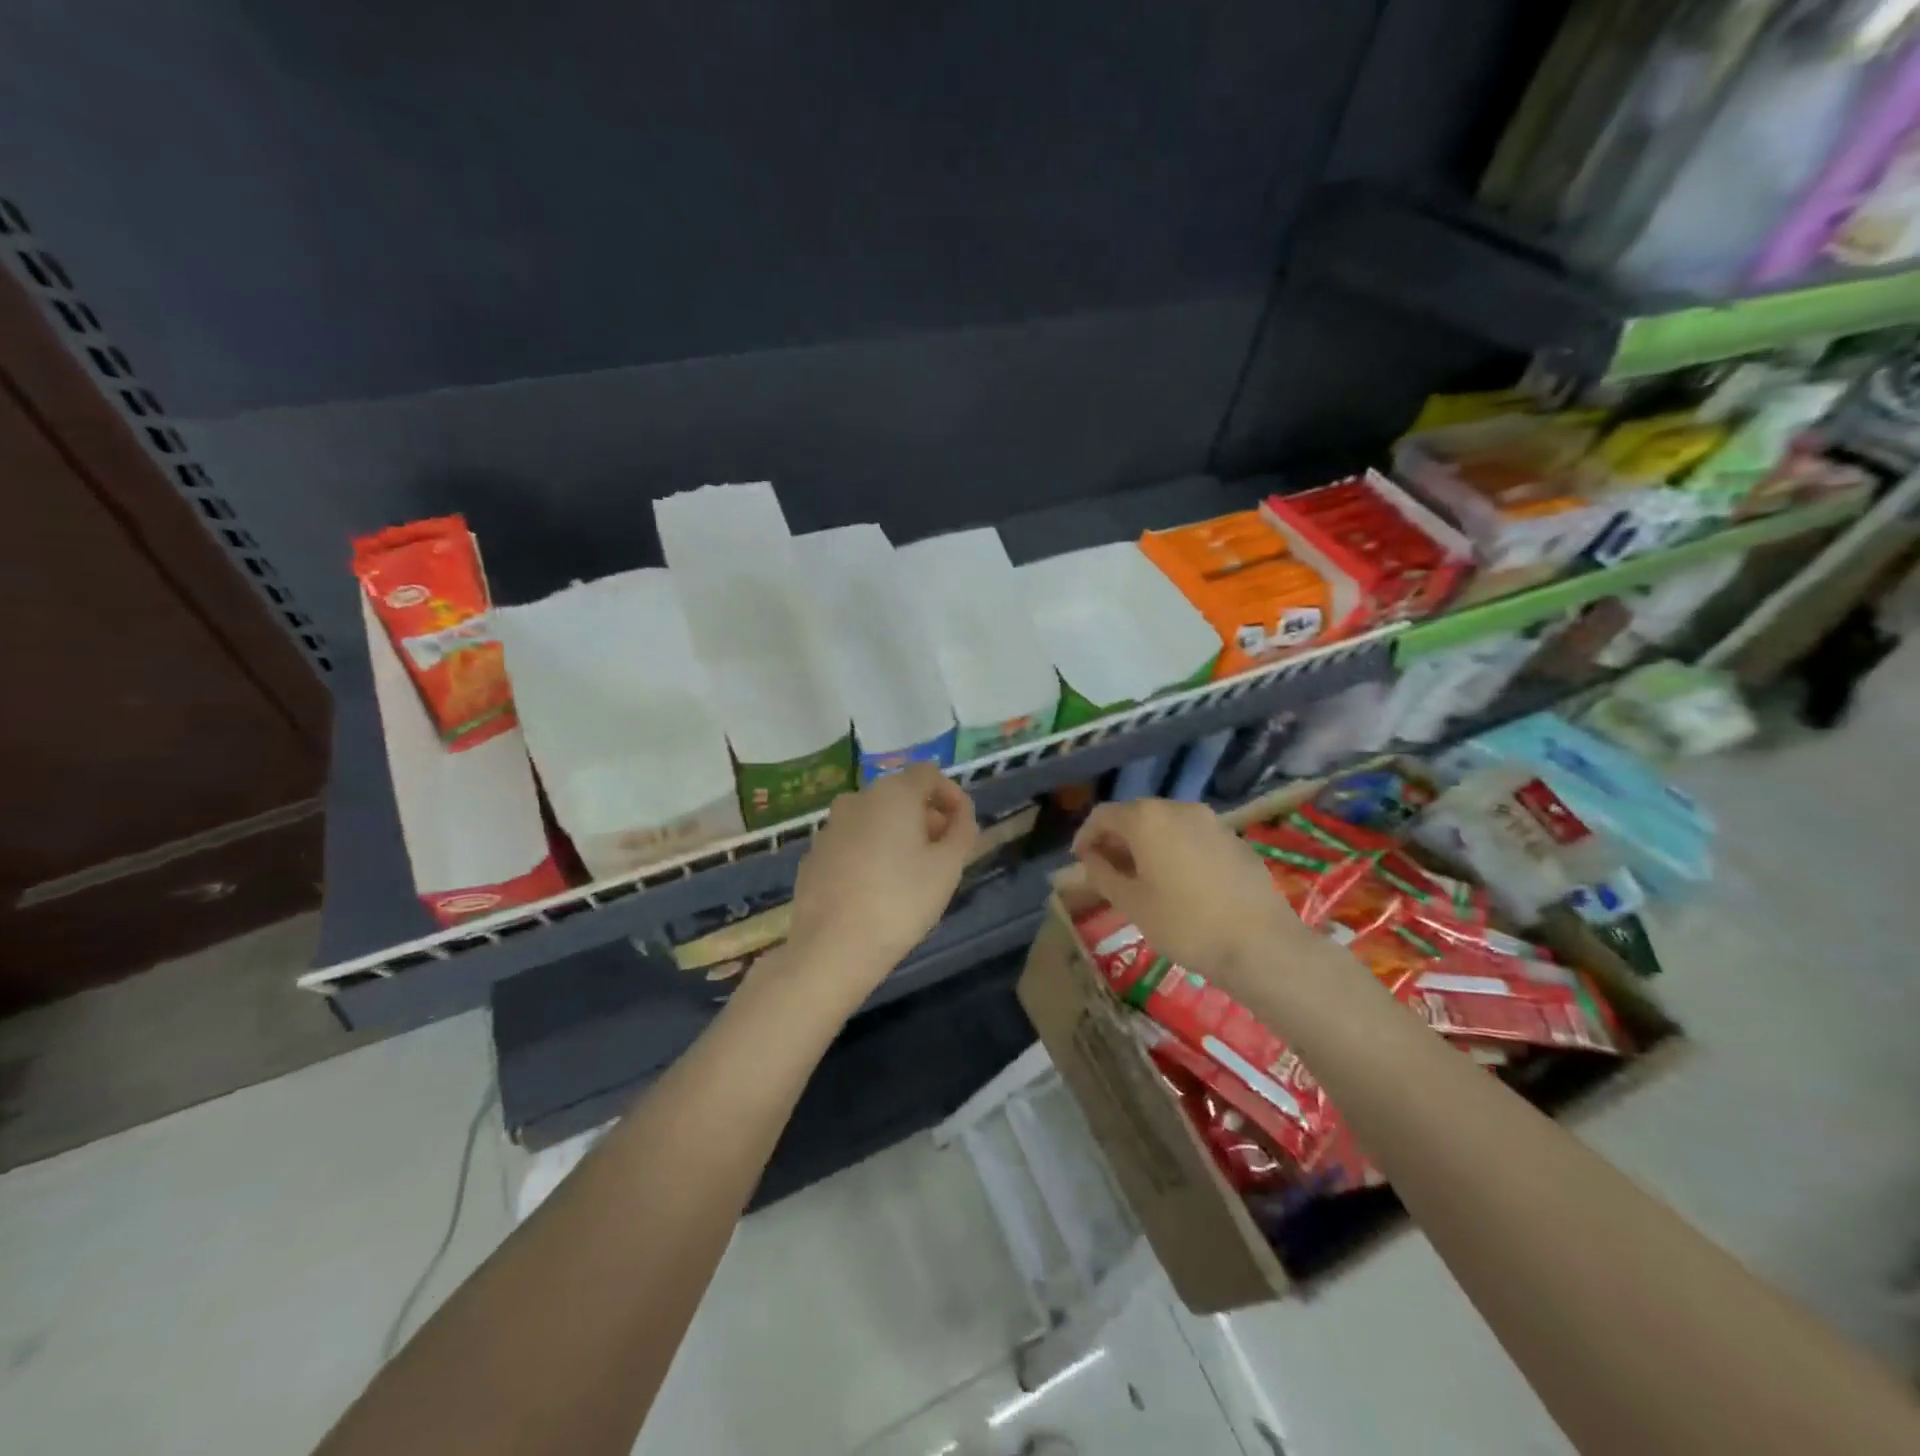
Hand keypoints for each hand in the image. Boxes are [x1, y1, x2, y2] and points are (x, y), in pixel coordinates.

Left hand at [783, 763, 979, 995]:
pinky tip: (877, 889)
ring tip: (912, 875)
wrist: (832, 948)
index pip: (929, 774)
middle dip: (926, 817)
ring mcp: (830, 827)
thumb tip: (960, 815)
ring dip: (898, 835)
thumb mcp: (948, 867)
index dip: (951, 796)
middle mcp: (857, 799)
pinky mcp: (814, 855)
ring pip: (874, 819)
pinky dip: (871, 853)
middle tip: (943, 855)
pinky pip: (852, 842)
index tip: (962, 828)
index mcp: (892, 794)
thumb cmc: (900, 902)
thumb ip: (962, 831)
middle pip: (900, 795)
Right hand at [1071, 798, 1314, 992]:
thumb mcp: (1131, 903)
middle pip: (1136, 815)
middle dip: (1116, 840)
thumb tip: (1089, 859)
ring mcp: (1211, 821)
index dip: (1086, 836)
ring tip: (1141, 879)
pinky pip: (1192, 836)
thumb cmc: (1185, 924)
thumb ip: (1103, 874)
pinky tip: (1178, 883)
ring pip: (1166, 824)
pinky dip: (1174, 850)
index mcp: (1147, 819)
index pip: (1103, 815)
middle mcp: (1178, 808)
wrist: (1261, 944)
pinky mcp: (1234, 839)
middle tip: (1107, 871)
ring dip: (1146, 844)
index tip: (1080, 862)